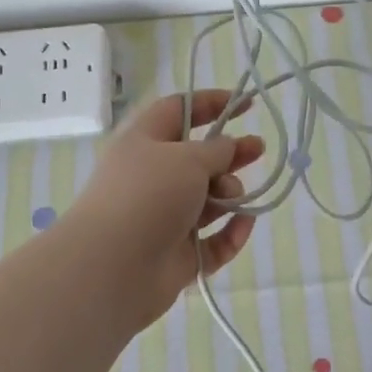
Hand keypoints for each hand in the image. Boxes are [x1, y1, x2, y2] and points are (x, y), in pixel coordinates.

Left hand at [63, 90, 265, 331]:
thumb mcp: (187, 158)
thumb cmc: (148, 196)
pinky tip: (244, 223)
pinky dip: (230, 232)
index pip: (179, 111)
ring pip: (208, 200)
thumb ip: (216, 150)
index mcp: (144, 142)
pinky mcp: (179, 254)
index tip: (246, 105)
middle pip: (199, 158)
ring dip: (229, 194)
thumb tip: (227, 147)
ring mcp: (165, 218)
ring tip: (233, 197)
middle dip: (231, 153)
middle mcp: (153, 177)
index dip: (211, 103)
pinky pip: (213, 239)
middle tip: (259, 149)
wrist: (112, 268)